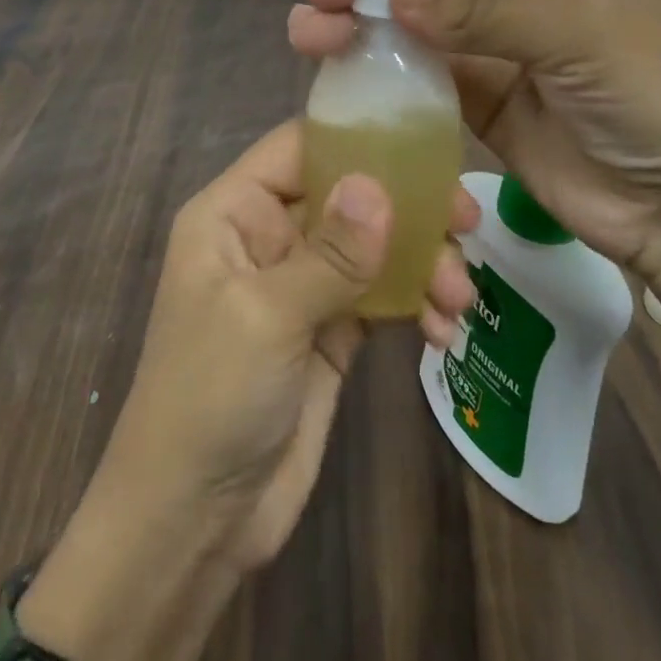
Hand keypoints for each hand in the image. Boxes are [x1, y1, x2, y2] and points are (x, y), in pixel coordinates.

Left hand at [16, 120, 477, 660]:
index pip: (299, 148)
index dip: (356, 138)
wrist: (196, 521)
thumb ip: (328, 252)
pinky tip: (442, 332)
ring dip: (422, 262)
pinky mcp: (330, 330)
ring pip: (373, 246)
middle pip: (347, 194)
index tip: (424, 148)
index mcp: (235, 212)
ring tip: (458, 297)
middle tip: (465, 222)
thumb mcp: (266, 316)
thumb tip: (380, 186)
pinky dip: (416, 303)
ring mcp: (302, 284)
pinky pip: (382, 295)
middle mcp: (269, 236)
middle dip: (407, 207)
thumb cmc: (211, 397)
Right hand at [288, 0, 660, 283]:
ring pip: (413, 10)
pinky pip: (415, 64)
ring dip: (360, 13)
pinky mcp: (473, 91)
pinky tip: (332, 60)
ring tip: (311, 28)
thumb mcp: (581, 37)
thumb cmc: (655, 98)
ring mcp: (493, 37)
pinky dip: (375, 60)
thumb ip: (486, 9)